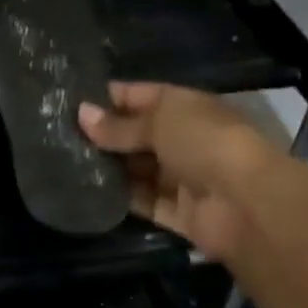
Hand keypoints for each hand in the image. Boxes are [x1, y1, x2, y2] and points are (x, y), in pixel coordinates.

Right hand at [79, 82, 265, 266]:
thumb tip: (81, 114)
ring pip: (137, 169)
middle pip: (136, 134)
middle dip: (102, 134)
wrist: (249, 204)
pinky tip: (87, 191)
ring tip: (65, 163)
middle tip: (58, 135)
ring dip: (108, 167)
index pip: (139, 95)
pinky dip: (121, 198)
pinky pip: (144, 201)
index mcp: (185, 107)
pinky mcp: (178, 212)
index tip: (68, 101)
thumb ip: (119, 124)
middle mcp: (184, 139)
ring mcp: (182, 177)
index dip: (106, 97)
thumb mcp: (159, 122)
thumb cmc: (205, 143)